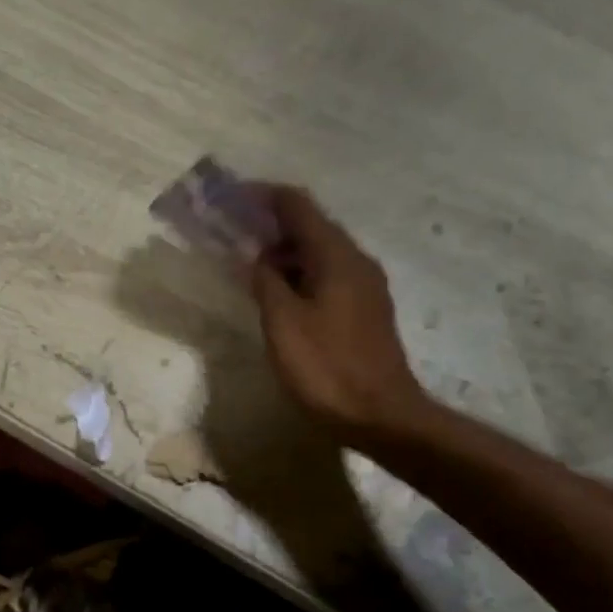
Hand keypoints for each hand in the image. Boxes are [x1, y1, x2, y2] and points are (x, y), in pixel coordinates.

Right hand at [250, 185, 428, 436]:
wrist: (381, 415)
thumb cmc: (327, 367)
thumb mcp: (283, 323)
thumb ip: (266, 282)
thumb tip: (256, 257)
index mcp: (336, 256)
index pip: (298, 206)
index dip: (263, 196)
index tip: (232, 199)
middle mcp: (356, 261)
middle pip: (311, 227)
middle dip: (271, 226)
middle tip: (234, 236)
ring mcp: (365, 287)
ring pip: (319, 254)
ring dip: (284, 254)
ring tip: (250, 269)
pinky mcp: (365, 311)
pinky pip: (328, 277)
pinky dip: (300, 276)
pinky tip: (279, 297)